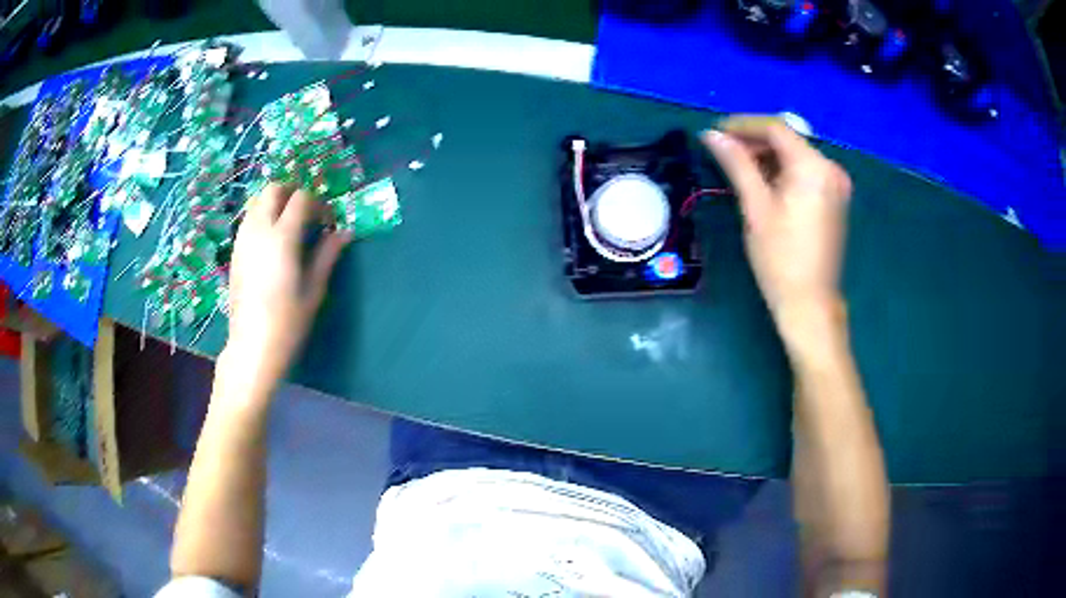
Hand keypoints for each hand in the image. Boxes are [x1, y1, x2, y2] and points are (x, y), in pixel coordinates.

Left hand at [224, 184, 351, 395]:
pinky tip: (273, 241)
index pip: (301, 198)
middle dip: (293, 193)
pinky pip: (249, 218)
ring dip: (276, 203)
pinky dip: (263, 216)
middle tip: (307, 214)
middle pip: (274, 189)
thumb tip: (345, 232)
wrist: (252, 346)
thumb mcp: (314, 289)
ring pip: (258, 200)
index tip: (328, 222)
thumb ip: (327, 254)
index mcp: (282, 237)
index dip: (318, 203)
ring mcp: (243, 239)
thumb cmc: (288, 322)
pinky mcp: (235, 251)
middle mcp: (259, 230)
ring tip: (290, 226)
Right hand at [703, 116, 851, 349]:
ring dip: (768, 156)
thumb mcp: (755, 207)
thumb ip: (736, 163)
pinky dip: (783, 171)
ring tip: (739, 168)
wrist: (810, 304)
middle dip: (755, 141)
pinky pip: (805, 172)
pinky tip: (764, 182)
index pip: (776, 128)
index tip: (716, 132)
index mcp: (813, 167)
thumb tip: (711, 135)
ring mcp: (836, 184)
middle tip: (724, 152)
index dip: (743, 125)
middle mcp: (830, 168)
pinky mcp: (835, 199)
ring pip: (796, 155)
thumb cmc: (780, 258)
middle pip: (788, 140)